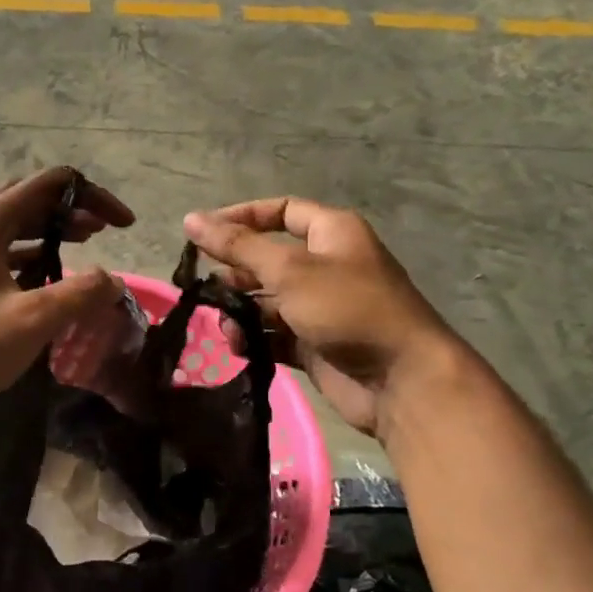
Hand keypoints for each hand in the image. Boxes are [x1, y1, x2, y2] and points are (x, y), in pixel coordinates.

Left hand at [0, 167, 134, 414]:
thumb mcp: (32, 320)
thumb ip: (79, 294)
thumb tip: (113, 281)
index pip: (49, 184)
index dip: (93, 197)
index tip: (123, 225)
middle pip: (29, 197)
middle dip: (71, 207)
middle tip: (102, 229)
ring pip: (14, 223)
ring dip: (51, 227)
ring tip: (85, 241)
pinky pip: (2, 248)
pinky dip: (31, 251)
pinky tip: (46, 274)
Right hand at [184, 198, 453, 435]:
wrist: (401, 380)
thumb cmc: (348, 309)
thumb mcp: (289, 270)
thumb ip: (238, 246)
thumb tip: (191, 219)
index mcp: (331, 233)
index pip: (280, 211)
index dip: (241, 218)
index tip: (202, 234)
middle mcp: (326, 265)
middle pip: (269, 258)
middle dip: (236, 272)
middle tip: (206, 288)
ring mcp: (321, 307)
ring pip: (267, 300)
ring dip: (241, 311)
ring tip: (226, 326)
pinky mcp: (315, 343)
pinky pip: (275, 333)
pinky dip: (255, 338)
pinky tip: (240, 347)